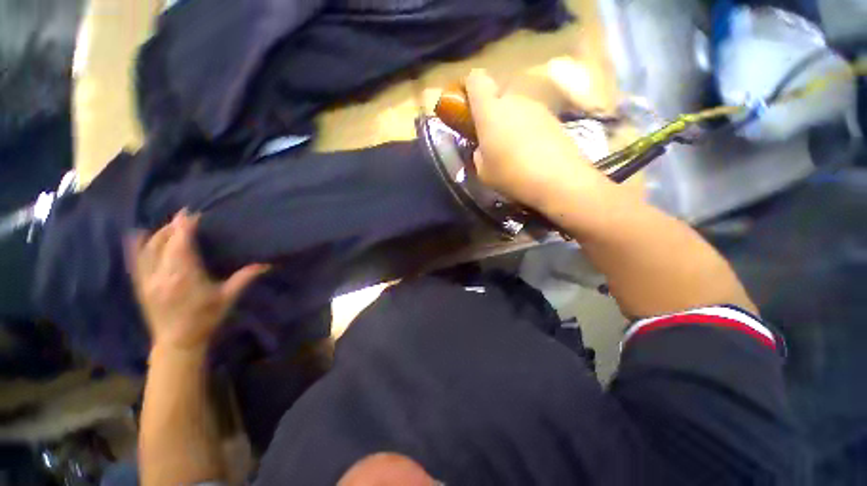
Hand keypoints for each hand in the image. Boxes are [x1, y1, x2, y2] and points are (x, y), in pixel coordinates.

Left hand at [127, 210, 268, 351]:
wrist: (178, 342)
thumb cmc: (206, 318)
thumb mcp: (228, 298)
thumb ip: (244, 278)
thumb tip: (266, 264)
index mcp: (185, 277)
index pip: (181, 245)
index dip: (184, 228)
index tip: (190, 214)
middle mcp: (163, 276)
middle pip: (164, 243)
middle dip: (173, 227)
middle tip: (184, 217)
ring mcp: (148, 281)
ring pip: (148, 249)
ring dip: (158, 234)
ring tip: (170, 225)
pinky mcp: (140, 286)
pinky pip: (135, 261)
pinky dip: (136, 245)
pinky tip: (138, 234)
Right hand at [465, 69, 612, 210]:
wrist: (558, 179)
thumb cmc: (511, 175)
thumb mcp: (483, 171)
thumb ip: (478, 154)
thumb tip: (483, 148)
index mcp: (490, 110)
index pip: (476, 80)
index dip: (469, 87)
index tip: (468, 105)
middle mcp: (514, 100)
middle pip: (499, 95)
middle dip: (492, 111)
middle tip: (492, 137)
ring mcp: (537, 107)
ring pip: (517, 108)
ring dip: (511, 122)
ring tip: (514, 150)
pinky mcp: (554, 118)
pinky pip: (533, 119)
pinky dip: (528, 130)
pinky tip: (531, 152)